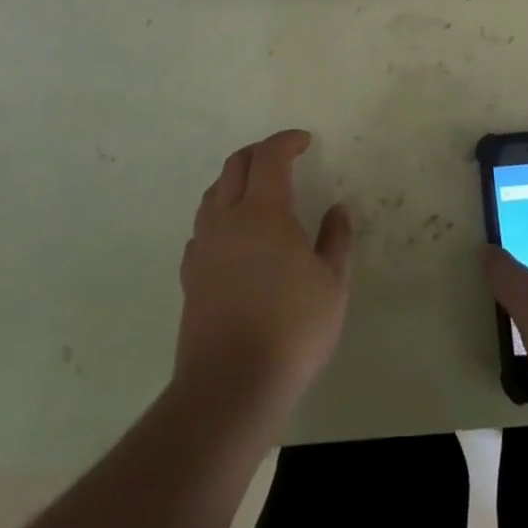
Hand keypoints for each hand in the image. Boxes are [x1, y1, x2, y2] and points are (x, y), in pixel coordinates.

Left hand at [175, 129, 352, 421]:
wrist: (230, 386)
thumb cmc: (291, 329)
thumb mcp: (332, 284)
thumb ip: (336, 240)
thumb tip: (337, 210)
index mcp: (263, 211)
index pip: (269, 156)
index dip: (286, 141)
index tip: (304, 141)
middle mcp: (226, 219)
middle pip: (235, 166)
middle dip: (259, 152)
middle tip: (282, 158)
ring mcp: (203, 247)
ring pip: (213, 194)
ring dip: (235, 181)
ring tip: (257, 191)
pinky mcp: (190, 276)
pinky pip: (202, 228)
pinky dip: (220, 216)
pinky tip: (233, 237)